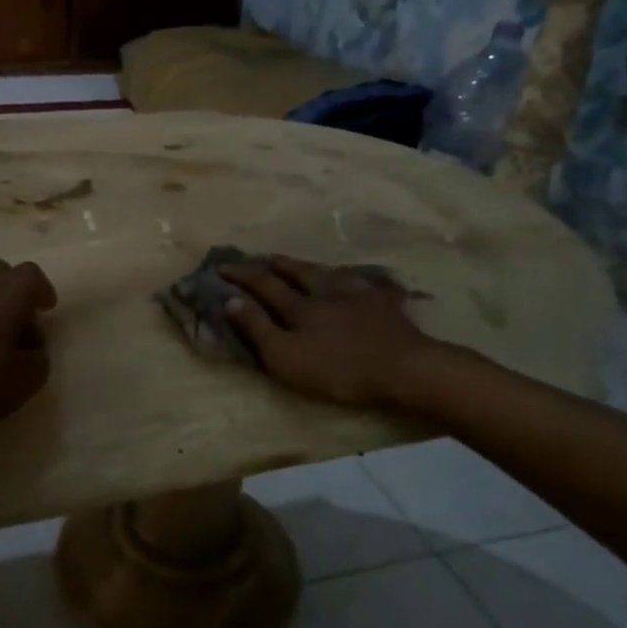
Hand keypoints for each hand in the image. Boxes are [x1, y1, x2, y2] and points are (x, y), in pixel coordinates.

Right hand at [221, 256, 447, 410]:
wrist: (405, 369)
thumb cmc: (338, 369)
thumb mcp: (286, 356)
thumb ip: (257, 328)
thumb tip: (231, 299)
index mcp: (299, 306)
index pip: (263, 284)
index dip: (241, 275)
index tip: (221, 267)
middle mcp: (326, 292)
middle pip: (297, 272)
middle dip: (275, 265)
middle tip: (262, 258)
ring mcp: (359, 295)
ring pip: (329, 273)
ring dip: (310, 266)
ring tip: (302, 263)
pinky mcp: (386, 306)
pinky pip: (366, 285)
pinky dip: (354, 279)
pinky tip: (357, 279)